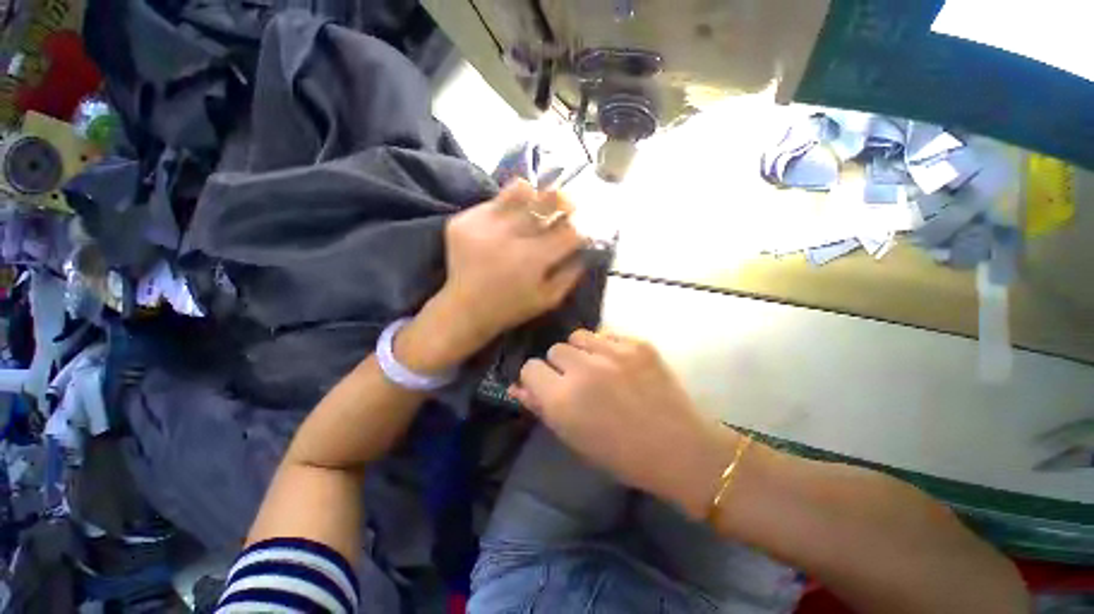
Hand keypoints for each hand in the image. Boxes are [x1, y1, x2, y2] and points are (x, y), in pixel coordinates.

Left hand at [395, 180, 586, 373]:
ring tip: (535, 206)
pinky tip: (506, 223)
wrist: (465, 309)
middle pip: (547, 200)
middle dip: (564, 201)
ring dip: (534, 196)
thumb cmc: (512, 308)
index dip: (581, 228)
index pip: (569, 230)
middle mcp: (510, 236)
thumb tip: (585, 249)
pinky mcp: (464, 221)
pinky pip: (493, 202)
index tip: (581, 231)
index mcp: (533, 259)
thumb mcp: (548, 299)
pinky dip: (506, 208)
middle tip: (566, 205)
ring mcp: (483, 225)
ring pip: (519, 190)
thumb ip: (571, 274)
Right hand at [510, 330, 739, 518]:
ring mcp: (613, 352)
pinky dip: (606, 347)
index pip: (530, 368)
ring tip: (597, 368)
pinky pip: (606, 334)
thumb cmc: (621, 455)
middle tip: (578, 382)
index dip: (537, 378)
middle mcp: (583, 369)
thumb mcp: (573, 437)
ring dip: (581, 351)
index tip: (548, 387)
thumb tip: (518, 386)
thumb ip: (542, 407)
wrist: (679, 449)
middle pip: (554, 349)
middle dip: (560, 365)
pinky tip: (619, 365)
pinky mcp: (637, 344)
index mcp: (563, 399)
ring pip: (578, 336)